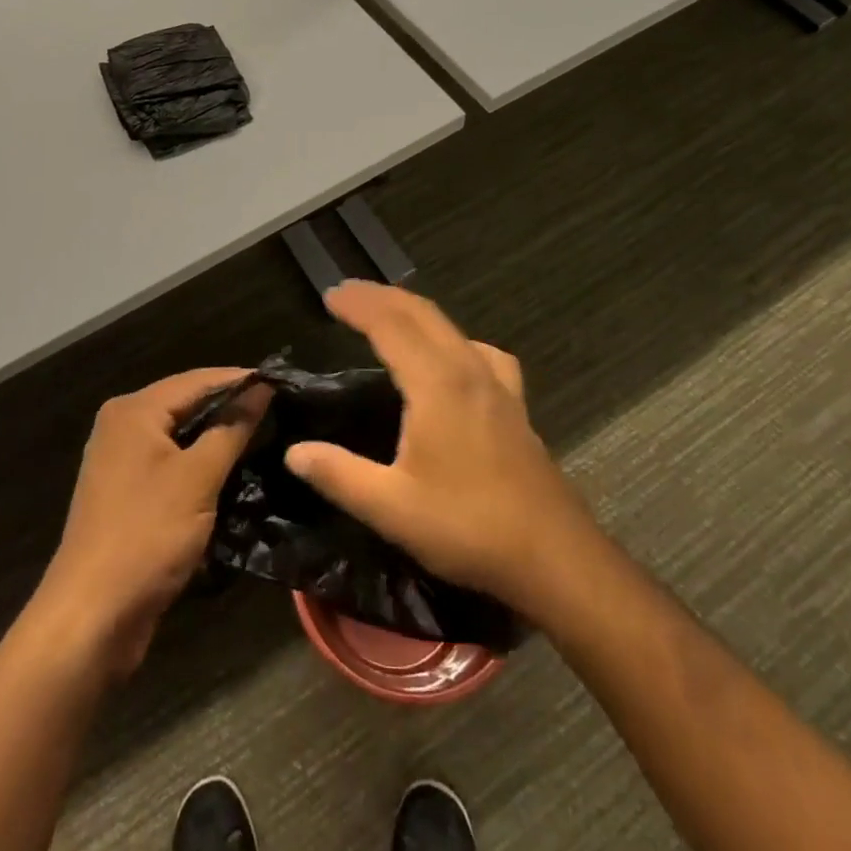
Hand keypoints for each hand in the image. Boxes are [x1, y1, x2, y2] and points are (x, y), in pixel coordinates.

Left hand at [31, 369, 268, 677]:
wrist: (91, 617)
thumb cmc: (147, 534)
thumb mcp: (199, 477)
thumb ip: (232, 428)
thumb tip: (262, 388)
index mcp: (135, 411)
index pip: (198, 379)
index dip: (241, 379)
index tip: (284, 383)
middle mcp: (123, 426)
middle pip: (187, 404)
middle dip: (230, 407)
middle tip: (279, 409)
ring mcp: (121, 461)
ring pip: (180, 436)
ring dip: (217, 437)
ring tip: (265, 436)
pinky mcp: (127, 495)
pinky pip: (171, 464)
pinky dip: (200, 464)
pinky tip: (232, 472)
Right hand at [284, 281, 599, 620]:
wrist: (555, 557)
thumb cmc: (469, 527)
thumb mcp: (392, 508)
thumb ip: (339, 475)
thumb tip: (294, 451)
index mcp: (437, 384)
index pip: (390, 325)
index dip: (358, 305)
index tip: (329, 295)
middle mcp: (468, 370)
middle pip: (421, 314)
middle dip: (381, 296)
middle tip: (346, 293)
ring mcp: (497, 384)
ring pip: (450, 327)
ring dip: (413, 311)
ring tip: (387, 314)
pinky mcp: (514, 403)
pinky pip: (478, 350)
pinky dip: (451, 337)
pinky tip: (453, 358)